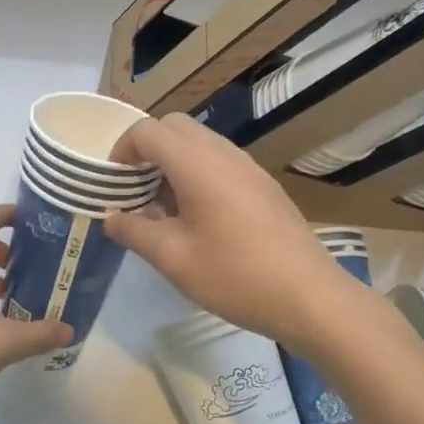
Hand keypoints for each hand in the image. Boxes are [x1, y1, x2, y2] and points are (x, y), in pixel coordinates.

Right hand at [104, 114, 361, 345]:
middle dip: (147, 149)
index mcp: (196, 163)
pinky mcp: (263, 185)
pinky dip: (197, 173)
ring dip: (173, 161)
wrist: (310, 297)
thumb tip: (113, 219)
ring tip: (164, 207)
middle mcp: (222, 153)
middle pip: (174, 127)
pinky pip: (220, 161)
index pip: (147, 132)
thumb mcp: (173, 258)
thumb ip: (134, 232)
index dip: (121, 150)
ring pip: (199, 142)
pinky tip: (198, 218)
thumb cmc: (235, 275)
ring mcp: (248, 167)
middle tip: (135, 189)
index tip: (113, 184)